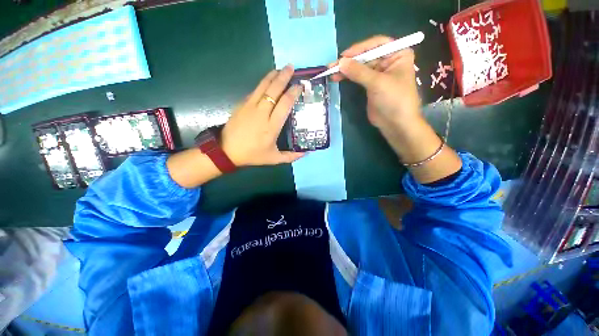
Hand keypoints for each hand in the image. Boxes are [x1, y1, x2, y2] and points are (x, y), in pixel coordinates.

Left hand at [221, 65, 304, 166]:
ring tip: (281, 69)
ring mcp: (250, 106)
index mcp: (272, 126)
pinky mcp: (242, 104)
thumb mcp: (274, 159)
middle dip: (284, 77)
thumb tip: (306, 153)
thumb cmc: (253, 155)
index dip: (293, 92)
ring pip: (263, 86)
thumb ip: (291, 156)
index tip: (300, 86)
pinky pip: (255, 91)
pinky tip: (267, 81)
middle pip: (274, 90)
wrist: (227, 151)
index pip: (285, 104)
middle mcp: (262, 113)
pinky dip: (263, 83)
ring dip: (273, 76)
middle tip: (292, 68)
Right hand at [331, 36, 421, 134]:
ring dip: (346, 69)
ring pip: (360, 67)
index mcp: (398, 54)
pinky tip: (338, 78)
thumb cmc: (394, 99)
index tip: (344, 56)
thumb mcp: (377, 83)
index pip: (377, 44)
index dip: (360, 48)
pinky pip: (358, 77)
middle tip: (332, 65)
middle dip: (350, 61)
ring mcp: (379, 74)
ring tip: (331, 72)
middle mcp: (388, 61)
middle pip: (366, 56)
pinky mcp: (371, 85)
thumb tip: (340, 62)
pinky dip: (348, 77)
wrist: (396, 123)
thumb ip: (358, 71)